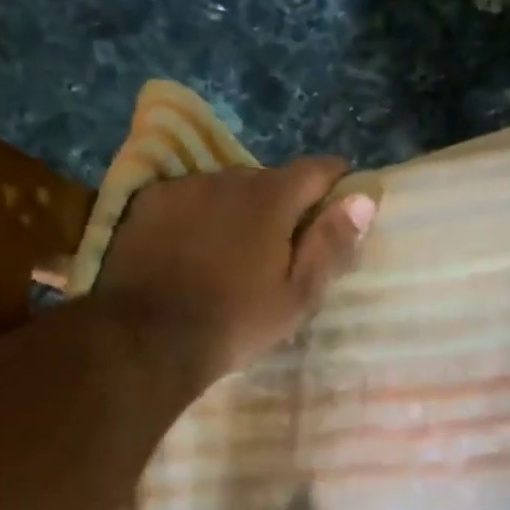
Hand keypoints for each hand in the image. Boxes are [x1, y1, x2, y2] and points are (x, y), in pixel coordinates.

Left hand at [97, 158, 375, 387]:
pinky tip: (191, 251)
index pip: (318, 169)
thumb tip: (363, 199)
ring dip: (238, 211)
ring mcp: (183, 187)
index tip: (339, 209)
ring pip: (226, 189)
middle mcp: (228, 178)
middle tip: (280, 250)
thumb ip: (331, 243)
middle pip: (270, 180)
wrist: (147, 339)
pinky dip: (198, 217)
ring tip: (230, 254)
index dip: (336, 186)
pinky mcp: (146, 202)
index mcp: (271, 197)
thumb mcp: (297, 295)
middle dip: (282, 206)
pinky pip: (187, 199)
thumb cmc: (236, 322)